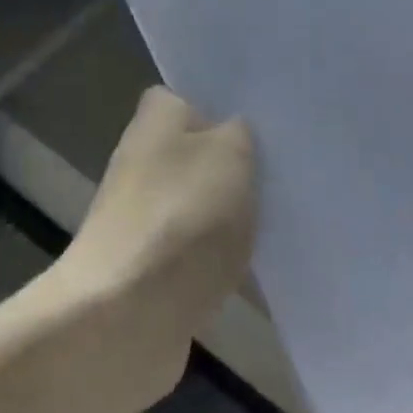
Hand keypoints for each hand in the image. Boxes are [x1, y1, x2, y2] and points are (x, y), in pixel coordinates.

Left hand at [55, 87, 255, 397]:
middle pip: (199, 152)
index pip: (190, 96)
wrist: (126, 317)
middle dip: (237, 164)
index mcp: (155, 119)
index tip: (266, 122)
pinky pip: (197, 250)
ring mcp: (143, 215)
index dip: (226, 106)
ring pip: (201, 203)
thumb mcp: (230, 154)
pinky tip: (257, 265)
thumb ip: (240, 134)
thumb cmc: (182, 217)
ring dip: (231, 215)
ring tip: (280, 218)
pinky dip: (220, 259)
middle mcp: (142, 159)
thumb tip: (234, 133)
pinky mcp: (149, 266)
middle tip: (285, 172)